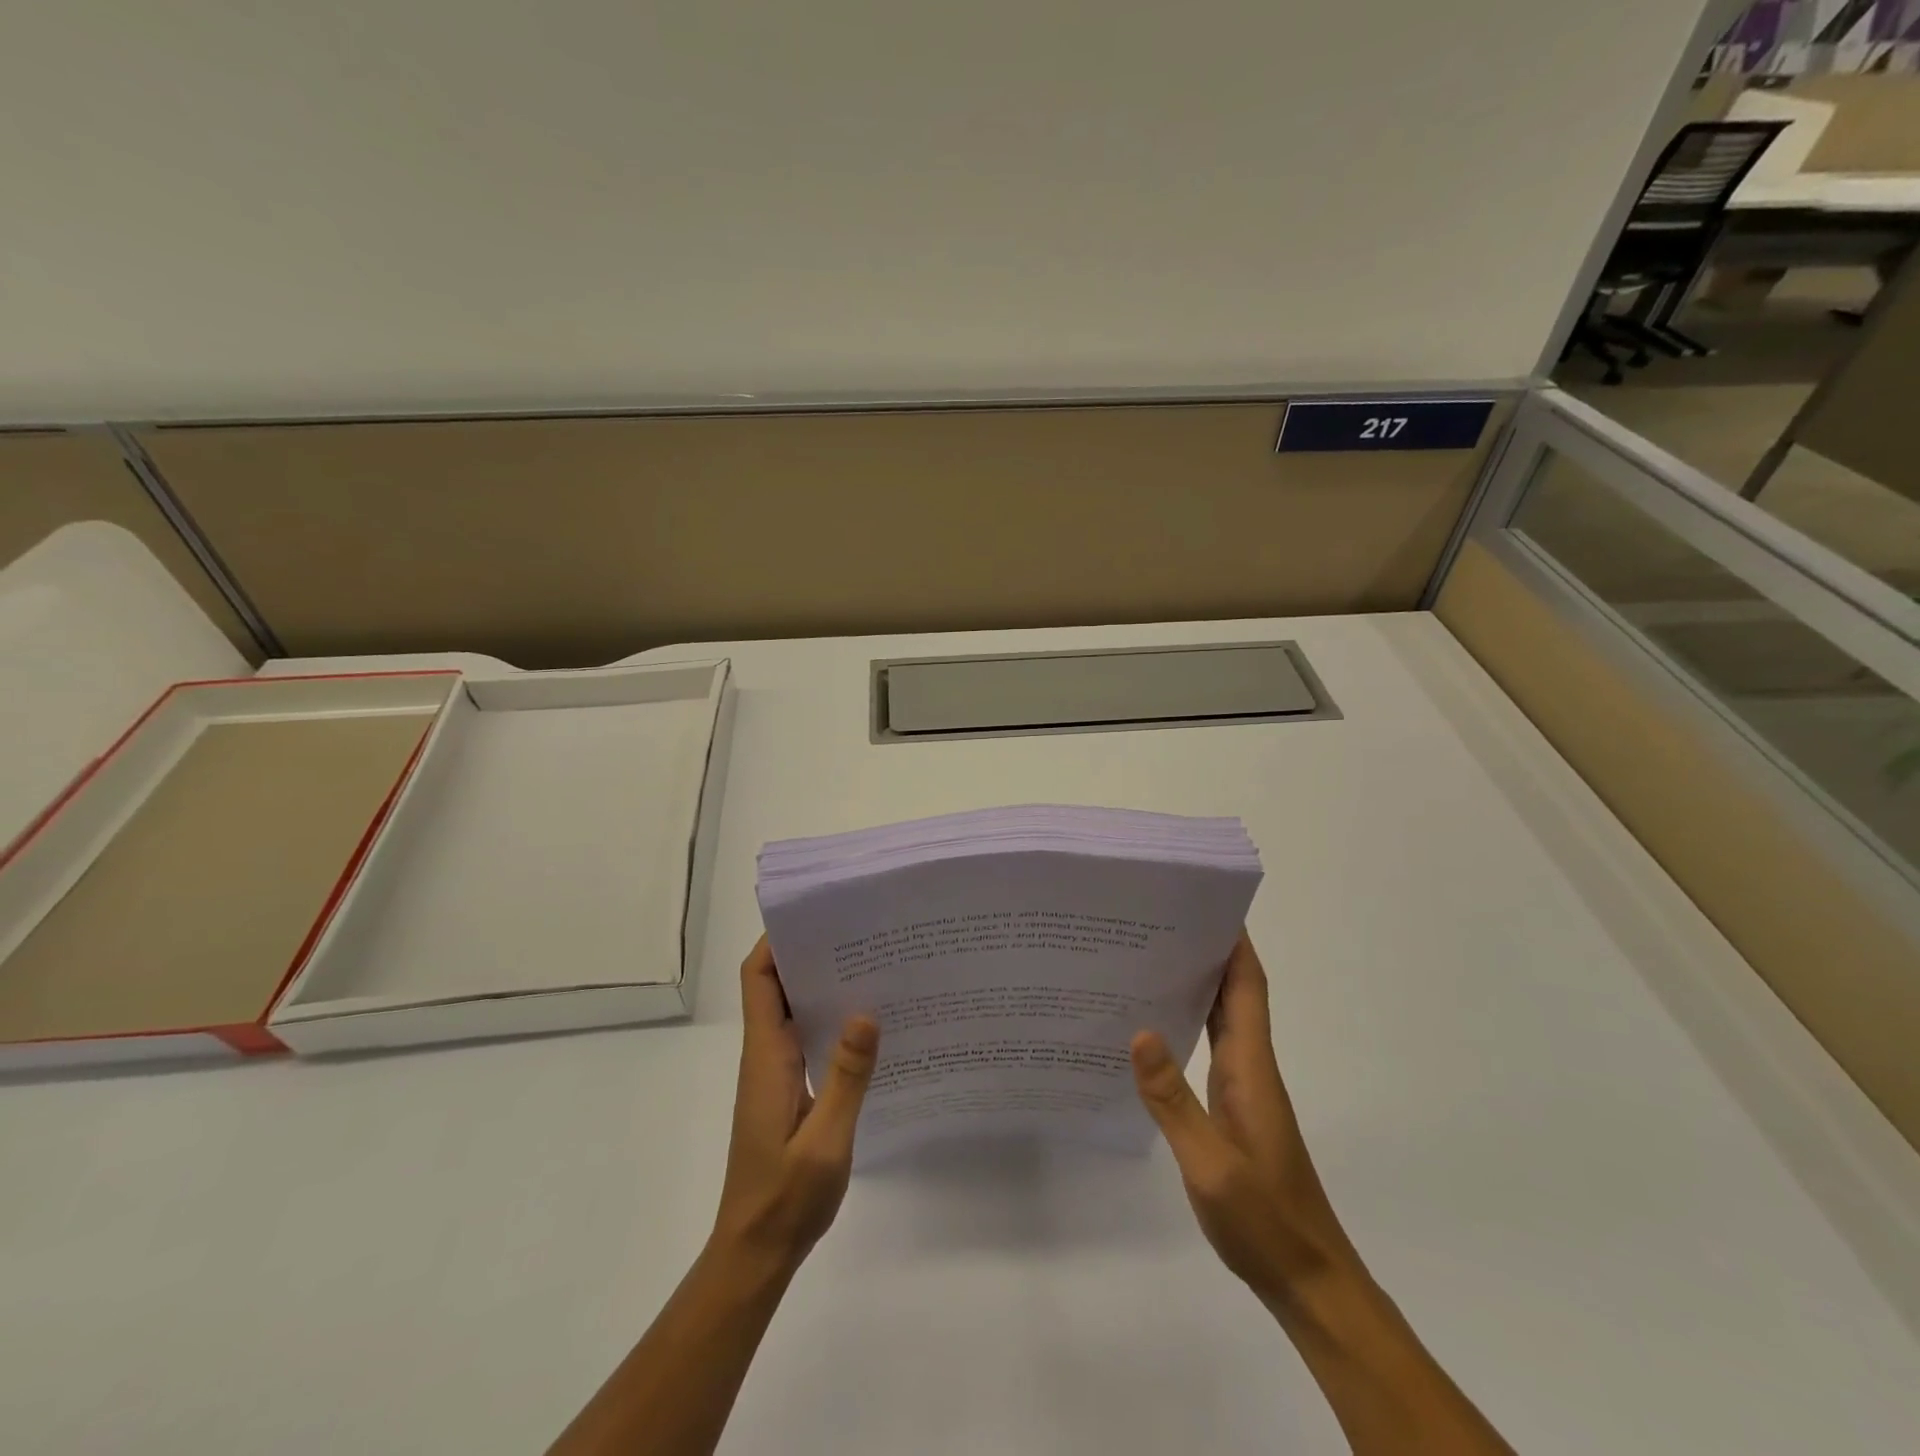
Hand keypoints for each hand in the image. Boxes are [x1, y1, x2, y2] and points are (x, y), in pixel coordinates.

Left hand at [711, 936, 879, 1271]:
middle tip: (861, 932)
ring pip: (795, 1011)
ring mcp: (776, 1073)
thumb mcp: (825, 1139)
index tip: (816, 914)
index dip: (777, 941)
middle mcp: (767, 1055)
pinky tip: (870, 1025)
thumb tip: (865, 1011)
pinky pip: (807, 1039)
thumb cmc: (786, 1196)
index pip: (760, 979)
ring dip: (824, 985)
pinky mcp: (789, 1091)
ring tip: (873, 965)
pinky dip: (831, 1021)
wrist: (756, 1251)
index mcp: (767, 1055)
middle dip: (810, 953)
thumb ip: (846, 1076)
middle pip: (778, 985)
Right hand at [1130, 933, 1359, 1309]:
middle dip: (1207, 951)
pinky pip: (1210, 1049)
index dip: (1235, 944)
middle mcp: (1250, 1067)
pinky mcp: (1233, 1109)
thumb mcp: (1210, 1164)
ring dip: (1196, 984)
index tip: (1207, 904)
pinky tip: (1152, 1029)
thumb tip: (1139, 1031)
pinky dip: (1188, 1024)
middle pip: (1235, 993)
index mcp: (1250, 1067)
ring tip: (1146, 959)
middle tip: (1156, 922)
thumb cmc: (1264, 1220)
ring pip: (1222, 1019)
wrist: (1308, 1280)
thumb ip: (1173, 1100)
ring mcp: (1244, 1089)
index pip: (1247, 988)